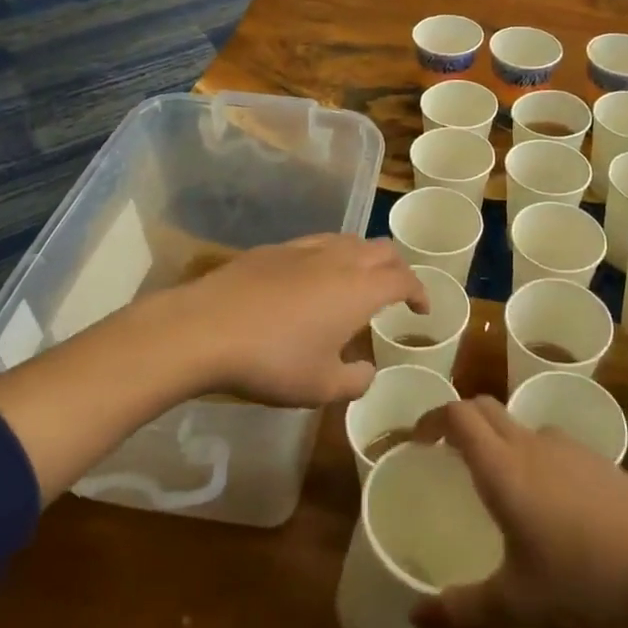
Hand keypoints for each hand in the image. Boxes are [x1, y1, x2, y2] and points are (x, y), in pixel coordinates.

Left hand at [149, 234, 427, 407]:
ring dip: (364, 257)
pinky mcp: (274, 248)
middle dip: (397, 268)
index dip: (419, 292)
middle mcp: (339, 259)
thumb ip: (355, 381)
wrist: (205, 328)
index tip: (421, 310)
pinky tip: (312, 278)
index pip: (403, 279)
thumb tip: (366, 371)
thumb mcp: (320, 387)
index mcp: (360, 289)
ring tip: (357, 281)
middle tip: (396, 292)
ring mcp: (304, 248)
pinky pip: (317, 243)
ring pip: (349, 240)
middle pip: (382, 249)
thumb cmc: (272, 361)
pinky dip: (331, 256)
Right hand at [409, 397, 627, 627]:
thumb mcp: (518, 604)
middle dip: (458, 420)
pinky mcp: (597, 461)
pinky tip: (544, 505)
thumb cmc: (587, 580)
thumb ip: (462, 609)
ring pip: (519, 425)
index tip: (416, 441)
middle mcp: (532, 445)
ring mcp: (569, 448)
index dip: (432, 418)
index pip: (458, 415)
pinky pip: (549, 444)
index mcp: (504, 468)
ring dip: (495, 439)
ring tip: (492, 484)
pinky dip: (529, 456)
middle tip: (442, 453)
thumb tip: (415, 614)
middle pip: (485, 408)